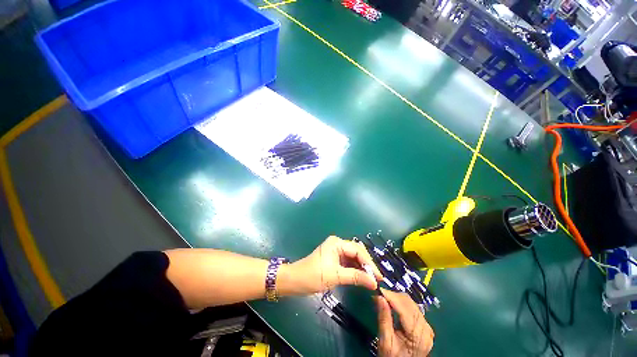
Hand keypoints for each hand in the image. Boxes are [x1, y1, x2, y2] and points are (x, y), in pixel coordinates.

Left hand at [279, 236, 381, 295]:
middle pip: (357, 252)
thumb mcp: (336, 276)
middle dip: (367, 264)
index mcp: (337, 243)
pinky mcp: (334, 258)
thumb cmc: (314, 275)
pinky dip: (355, 269)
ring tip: (372, 279)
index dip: (369, 263)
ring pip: (353, 257)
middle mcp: (337, 243)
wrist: (295, 280)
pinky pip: (348, 262)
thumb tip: (374, 282)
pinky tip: (362, 277)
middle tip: (377, 278)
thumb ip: (355, 277)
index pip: (357, 251)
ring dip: (362, 267)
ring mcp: (335, 250)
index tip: (379, 277)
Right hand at [375, 289, 433, 356]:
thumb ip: (384, 319)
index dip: (391, 296)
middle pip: (408, 302)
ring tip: (383, 299)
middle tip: (378, 295)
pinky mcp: (423, 325)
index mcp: (418, 334)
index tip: (377, 290)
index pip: (404, 308)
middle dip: (392, 296)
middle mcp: (425, 327)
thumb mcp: (385, 342)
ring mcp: (426, 326)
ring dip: (396, 298)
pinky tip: (392, 304)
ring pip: (410, 302)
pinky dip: (400, 303)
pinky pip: (411, 307)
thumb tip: (379, 297)